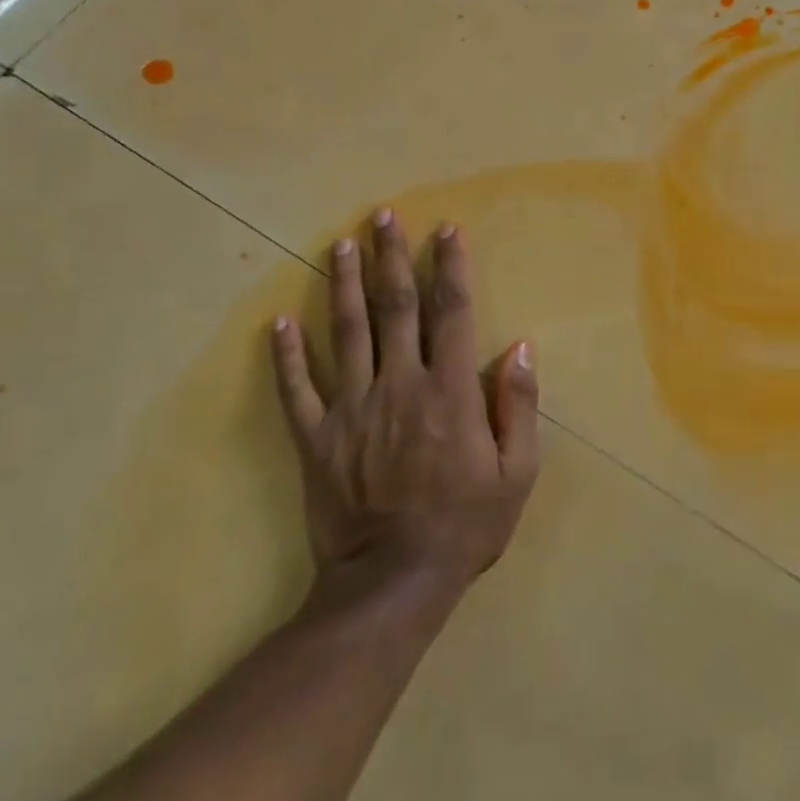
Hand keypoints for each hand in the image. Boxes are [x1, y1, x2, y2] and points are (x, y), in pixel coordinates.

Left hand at [270, 210, 541, 604]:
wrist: (394, 584)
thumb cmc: (466, 524)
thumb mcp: (516, 471)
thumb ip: (519, 405)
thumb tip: (519, 347)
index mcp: (450, 391)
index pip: (451, 312)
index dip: (450, 267)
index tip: (446, 230)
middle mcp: (400, 385)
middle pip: (395, 308)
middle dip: (392, 257)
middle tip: (384, 216)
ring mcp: (352, 410)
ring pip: (346, 333)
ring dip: (345, 284)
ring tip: (342, 243)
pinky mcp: (317, 439)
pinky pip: (297, 390)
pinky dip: (287, 354)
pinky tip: (280, 321)